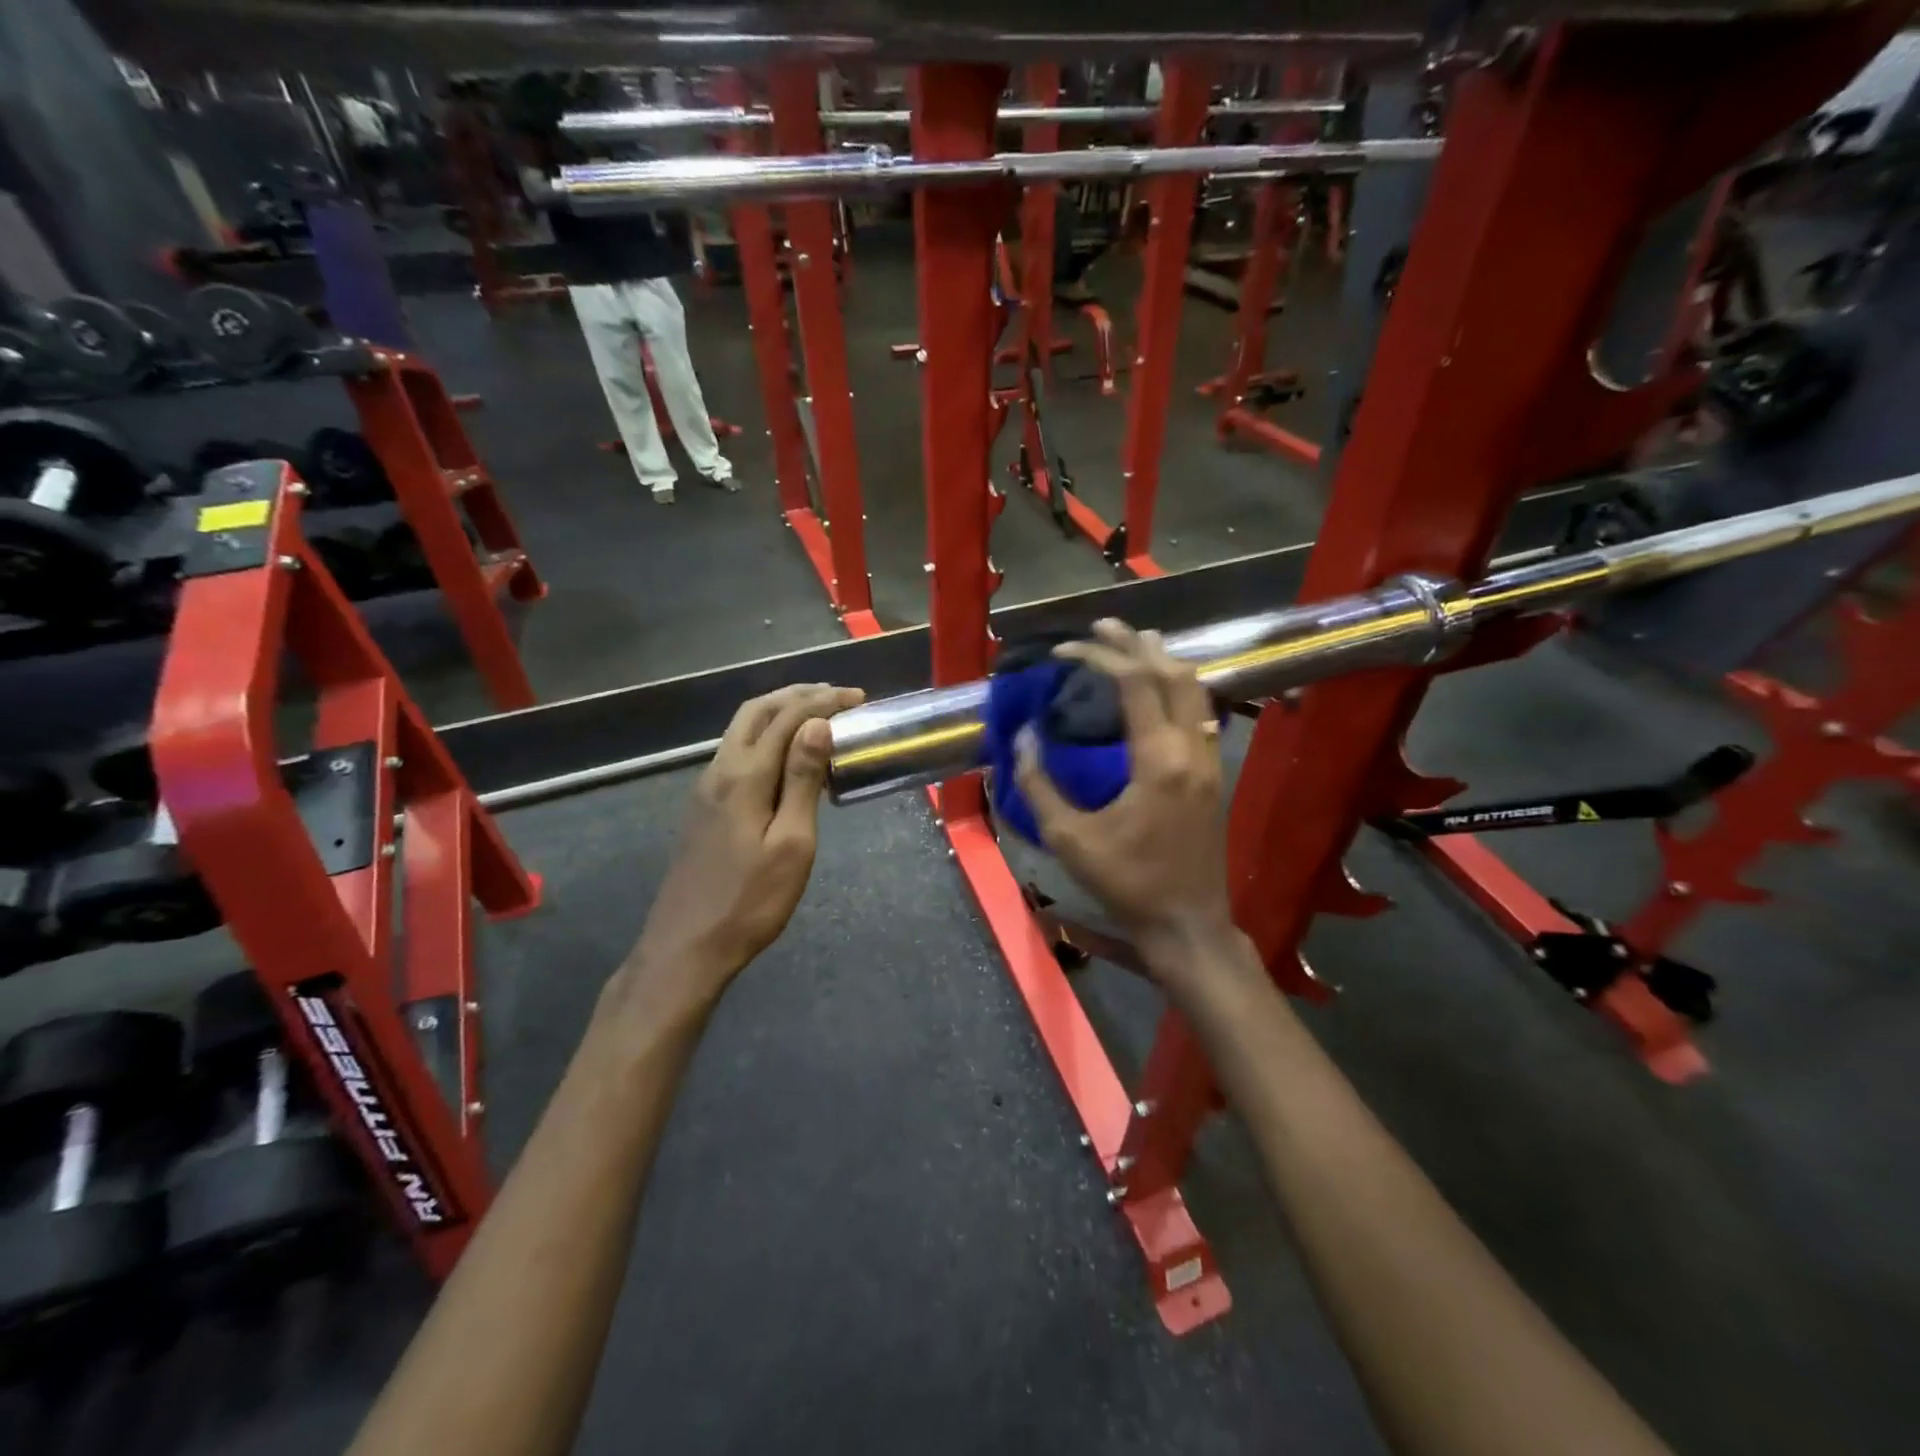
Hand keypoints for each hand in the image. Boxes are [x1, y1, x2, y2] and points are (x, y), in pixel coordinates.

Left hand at [627, 683, 864, 1000]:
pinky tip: (785, 754)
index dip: (823, 701)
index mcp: (744, 776)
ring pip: (742, 728)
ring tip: (817, 714)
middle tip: (837, 695)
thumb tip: (818, 725)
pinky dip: (766, 735)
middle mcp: (720, 770)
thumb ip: (802, 780)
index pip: (787, 718)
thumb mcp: (791, 844)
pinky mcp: (703, 805)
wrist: (687, 946)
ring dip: (779, 711)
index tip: (858, 698)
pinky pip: (736, 750)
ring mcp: (706, 787)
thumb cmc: (751, 901)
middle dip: (797, 694)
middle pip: (757, 711)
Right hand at [1015, 620, 1237, 963]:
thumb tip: (1022, 738)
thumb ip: (1040, 785)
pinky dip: (1180, 688)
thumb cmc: (1127, 883)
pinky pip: (1203, 712)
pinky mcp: (1215, 775)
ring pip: (1197, 690)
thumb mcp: (1070, 838)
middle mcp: (1193, 749)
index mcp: (1160, 760)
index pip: (1135, 683)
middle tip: (1103, 625)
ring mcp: (1211, 760)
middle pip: (1173, 673)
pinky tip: (1161, 691)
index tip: (1064, 650)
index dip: (1099, 656)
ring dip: (1165, 661)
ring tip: (1134, 644)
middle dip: (1136, 643)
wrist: (1187, 923)